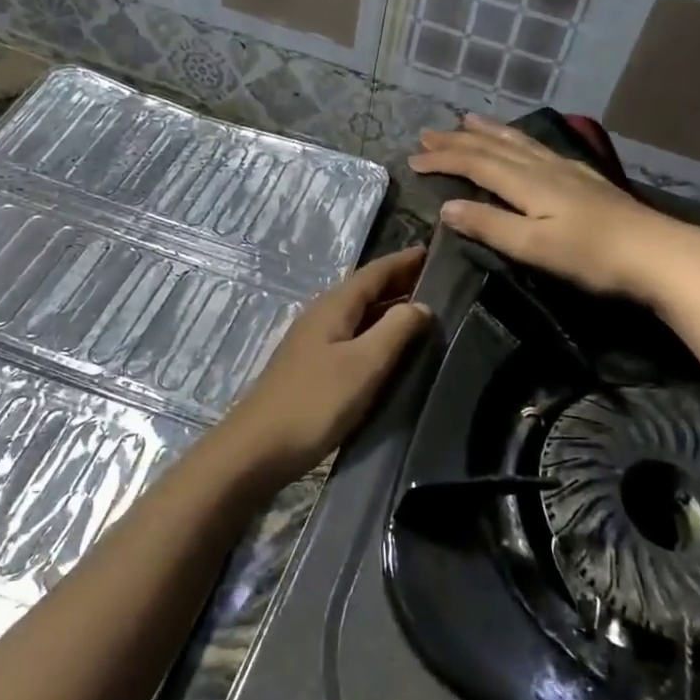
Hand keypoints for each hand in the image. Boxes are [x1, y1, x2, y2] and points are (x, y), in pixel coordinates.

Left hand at [213, 246, 430, 482]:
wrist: (258, 448)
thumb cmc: (315, 402)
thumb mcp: (364, 364)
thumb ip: (396, 330)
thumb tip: (422, 305)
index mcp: (333, 307)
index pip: (374, 272)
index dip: (404, 261)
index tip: (435, 251)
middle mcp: (322, 316)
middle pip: (365, 291)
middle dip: (399, 283)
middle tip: (440, 282)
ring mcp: (314, 343)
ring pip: (359, 315)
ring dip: (389, 310)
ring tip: (424, 313)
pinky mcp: (312, 368)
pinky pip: (352, 338)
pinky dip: (376, 334)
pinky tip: (391, 349)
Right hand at [408, 116, 699, 300]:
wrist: (659, 254)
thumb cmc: (591, 256)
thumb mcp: (533, 246)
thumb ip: (489, 225)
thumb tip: (447, 207)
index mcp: (527, 183)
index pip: (475, 164)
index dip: (443, 159)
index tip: (413, 158)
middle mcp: (543, 167)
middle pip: (493, 147)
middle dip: (457, 140)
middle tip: (427, 133)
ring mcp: (567, 170)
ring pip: (518, 142)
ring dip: (488, 131)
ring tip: (467, 121)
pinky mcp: (584, 179)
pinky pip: (538, 148)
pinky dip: (518, 139)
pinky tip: (523, 141)